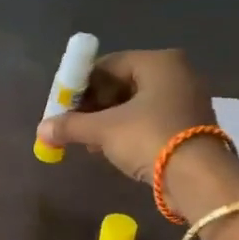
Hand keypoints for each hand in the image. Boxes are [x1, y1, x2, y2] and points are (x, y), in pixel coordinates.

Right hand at [35, 50, 238, 214]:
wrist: (197, 178)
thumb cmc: (149, 138)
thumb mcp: (104, 131)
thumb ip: (71, 126)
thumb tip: (41, 130)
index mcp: (158, 62)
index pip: (108, 64)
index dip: (81, 84)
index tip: (62, 105)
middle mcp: (176, 73)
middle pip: (123, 83)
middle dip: (94, 105)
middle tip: (73, 125)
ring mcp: (186, 100)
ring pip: (136, 104)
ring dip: (109, 121)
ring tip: (88, 141)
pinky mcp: (190, 126)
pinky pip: (150, 120)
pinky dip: (129, 131)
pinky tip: (110, 148)